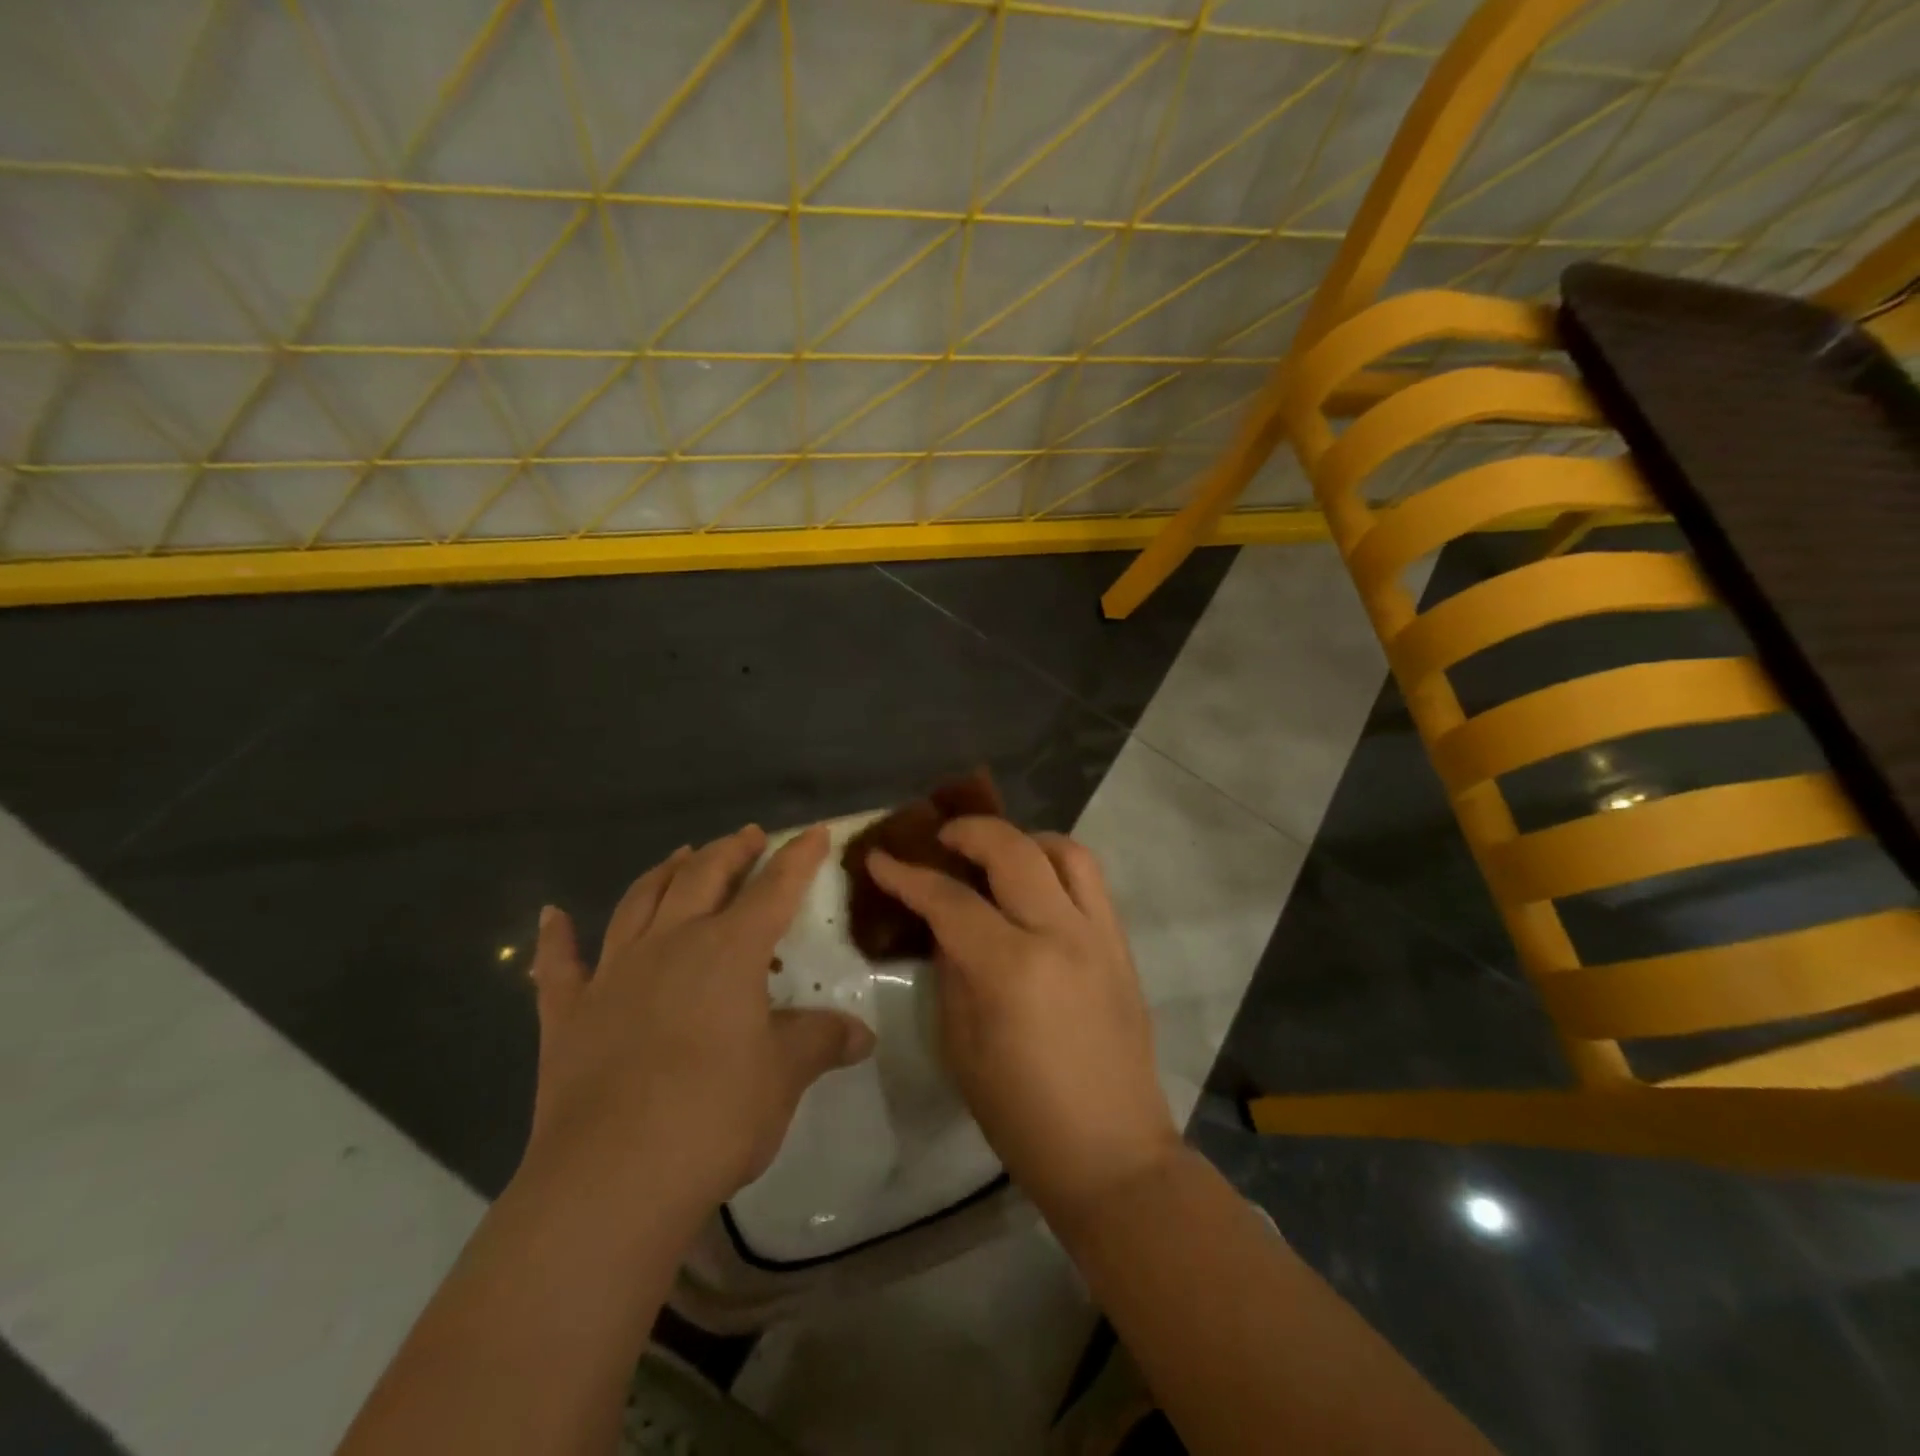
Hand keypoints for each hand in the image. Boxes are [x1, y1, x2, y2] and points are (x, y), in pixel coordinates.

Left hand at [523, 825, 874, 1220]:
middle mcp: (671, 943)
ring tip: (682, 854)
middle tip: (747, 837)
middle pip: (703, 877)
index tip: (815, 832)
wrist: (612, 1179)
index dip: (798, 857)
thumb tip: (863, 1035)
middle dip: (730, 851)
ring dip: (664, 872)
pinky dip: (554, 938)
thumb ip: (821, 1042)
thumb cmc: (714, 1116)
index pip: (775, 889)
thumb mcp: (784, 1076)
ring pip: (640, 901)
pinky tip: (550, 915)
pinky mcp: (568, 1014)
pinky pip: (557, 965)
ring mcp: (614, 974)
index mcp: (729, 951)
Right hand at [868, 819, 1178, 1224]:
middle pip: (1013, 850)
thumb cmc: (1021, 1113)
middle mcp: (1060, 934)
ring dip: (1024, 839)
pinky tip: (1035, 887)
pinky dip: (1057, 864)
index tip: (879, 858)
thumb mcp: (961, 1044)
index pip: (949, 901)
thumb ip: (952, 971)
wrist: (1111, 1152)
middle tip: (941, 838)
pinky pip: (1091, 881)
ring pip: (1065, 851)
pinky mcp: (1122, 945)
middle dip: (969, 831)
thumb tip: (946, 926)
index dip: (907, 875)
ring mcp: (1099, 935)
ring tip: (996, 855)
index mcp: (1010, 968)